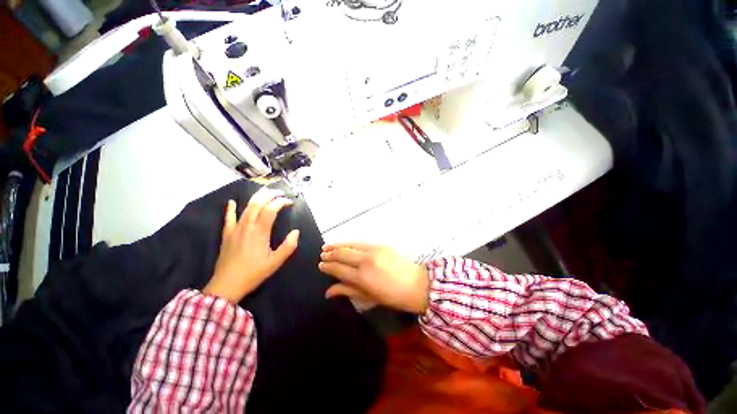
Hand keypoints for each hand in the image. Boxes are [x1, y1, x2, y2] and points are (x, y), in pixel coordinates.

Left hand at [204, 188, 299, 303]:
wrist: (227, 285)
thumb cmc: (253, 273)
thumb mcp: (275, 262)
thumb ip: (288, 246)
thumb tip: (296, 232)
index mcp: (260, 232)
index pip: (271, 210)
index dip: (281, 202)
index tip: (290, 202)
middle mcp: (247, 226)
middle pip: (258, 204)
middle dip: (269, 195)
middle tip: (280, 192)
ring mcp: (235, 229)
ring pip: (246, 208)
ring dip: (256, 198)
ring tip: (265, 193)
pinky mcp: (227, 234)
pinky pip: (228, 218)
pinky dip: (230, 209)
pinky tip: (232, 202)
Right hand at [319, 243, 429, 313]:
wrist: (417, 284)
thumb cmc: (393, 297)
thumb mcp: (369, 298)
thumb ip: (348, 291)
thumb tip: (328, 291)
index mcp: (362, 277)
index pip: (339, 269)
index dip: (328, 267)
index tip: (320, 265)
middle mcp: (365, 261)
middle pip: (342, 254)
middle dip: (330, 254)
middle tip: (322, 254)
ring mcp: (374, 250)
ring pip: (351, 245)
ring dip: (338, 245)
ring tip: (327, 246)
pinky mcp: (381, 244)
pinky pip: (361, 242)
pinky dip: (351, 243)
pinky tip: (345, 244)